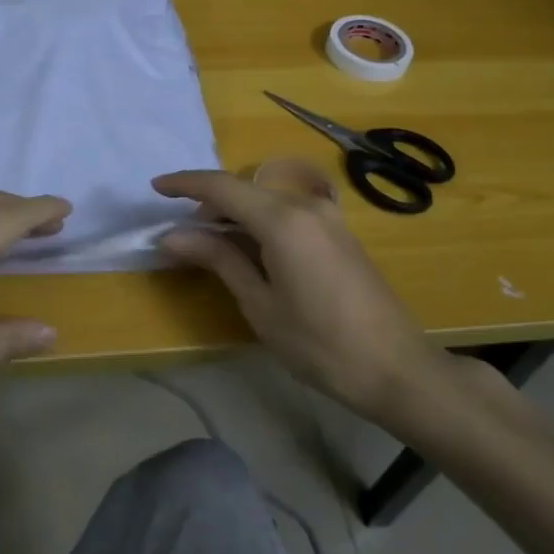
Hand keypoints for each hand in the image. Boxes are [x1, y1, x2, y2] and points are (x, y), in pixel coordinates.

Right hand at [153, 167, 445, 418]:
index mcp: (283, 220)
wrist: (398, 369)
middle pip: (245, 190)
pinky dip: (260, 223)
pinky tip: (250, 251)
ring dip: (235, 214)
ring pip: (267, 200)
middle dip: (209, 204)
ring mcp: (328, 218)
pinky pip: (288, 213)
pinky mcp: (339, 233)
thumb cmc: (320, 344)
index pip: (222, 186)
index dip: (185, 184)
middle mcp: (306, 206)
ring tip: (210, 246)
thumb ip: (218, 259)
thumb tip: (173, 235)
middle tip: (182, 234)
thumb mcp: (260, 304)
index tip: (155, 187)